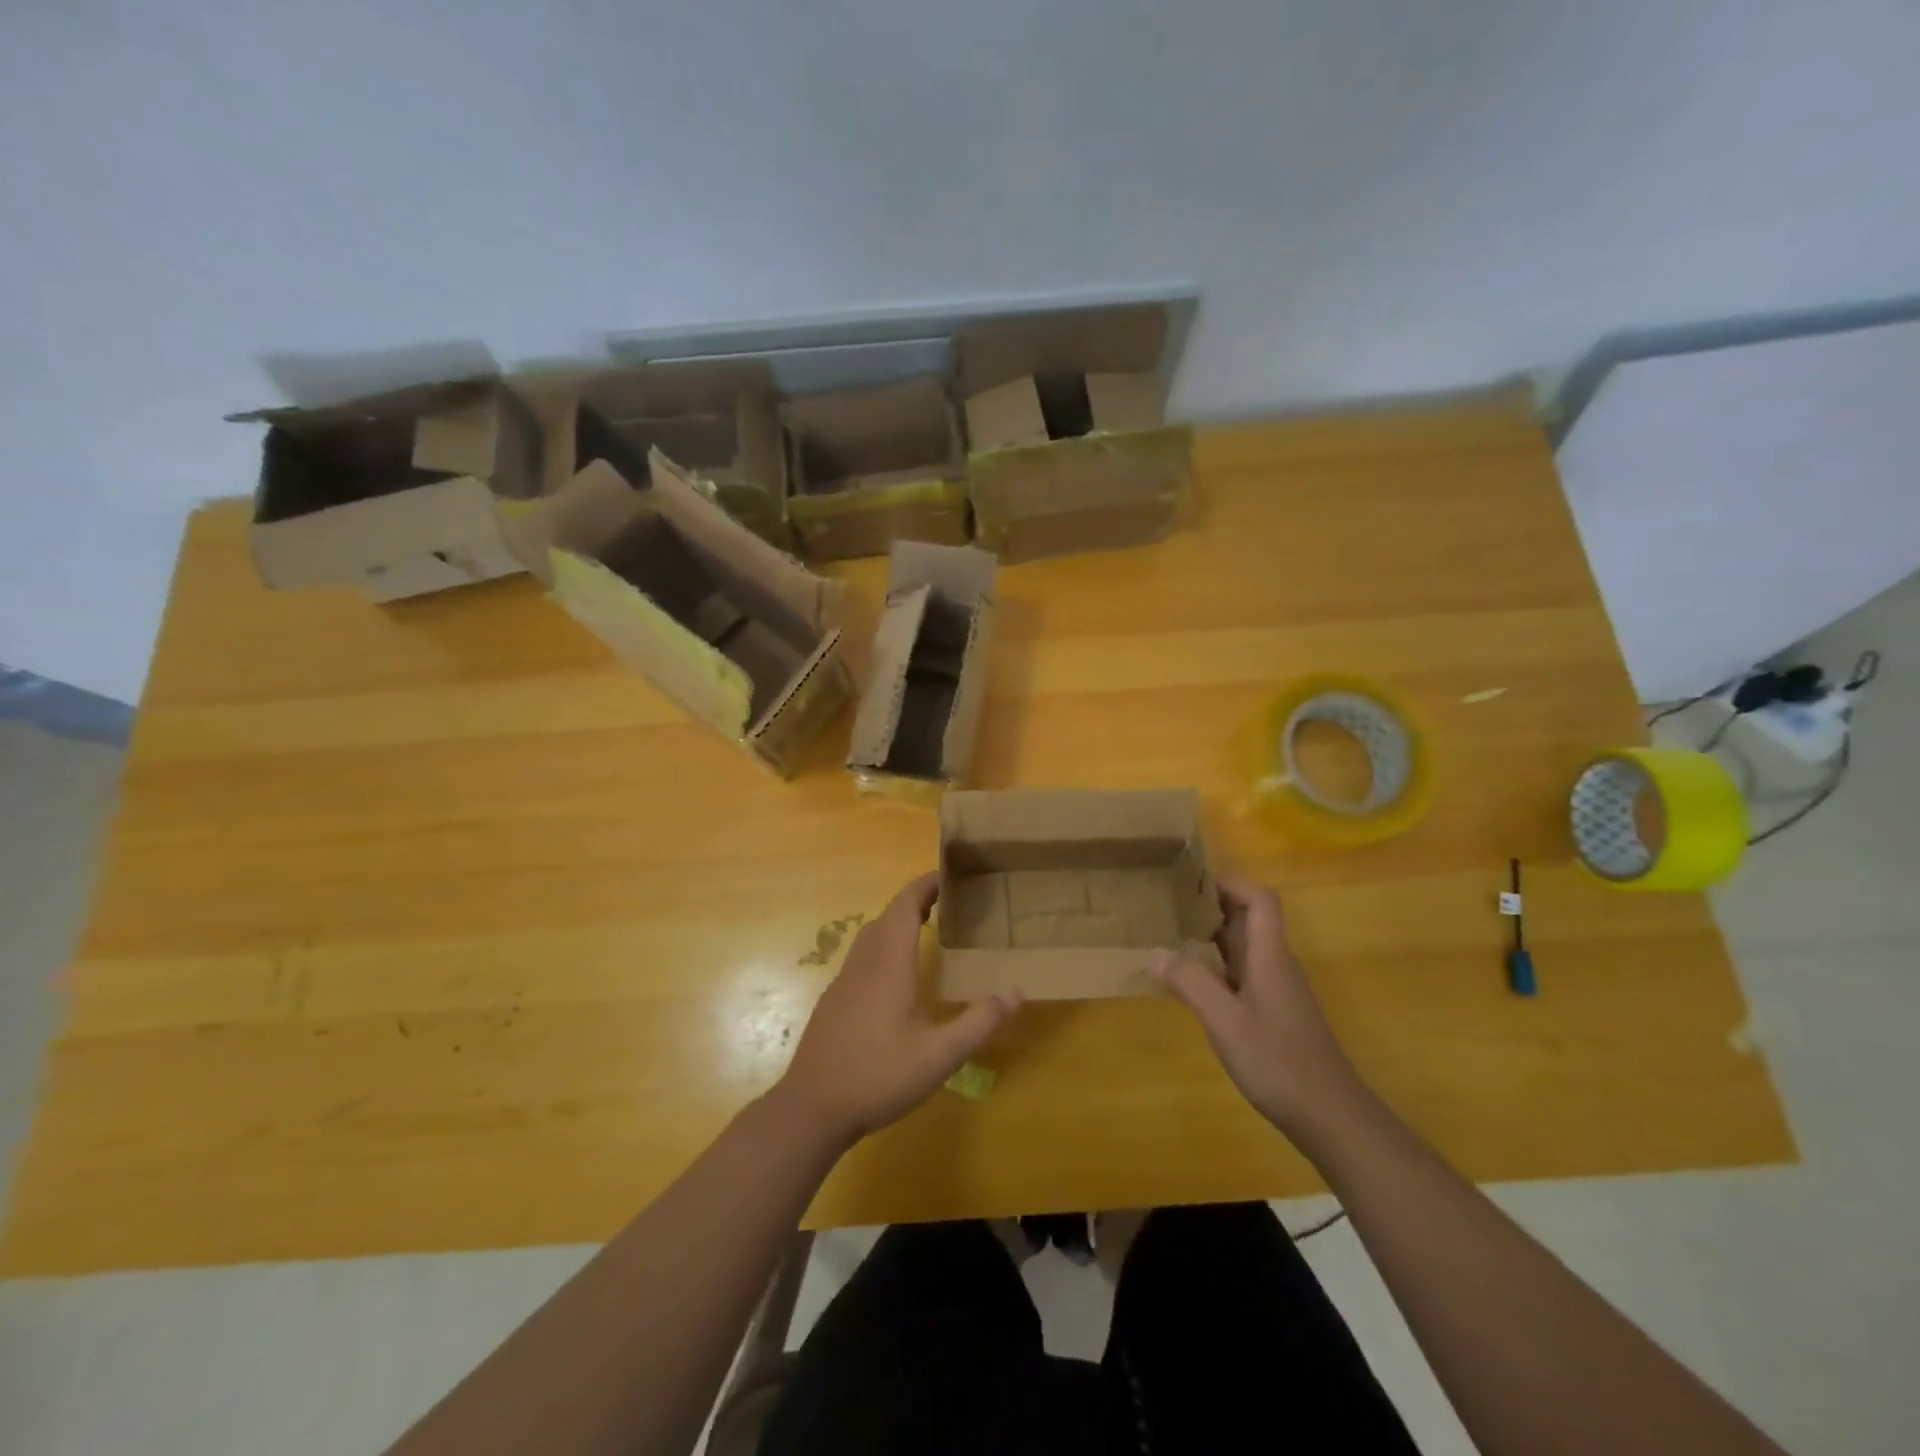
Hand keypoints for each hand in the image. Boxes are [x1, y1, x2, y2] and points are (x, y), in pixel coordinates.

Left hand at [776, 873, 1019, 1146]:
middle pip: (888, 916)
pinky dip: (884, 946)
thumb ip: (978, 1022)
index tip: (948, 874)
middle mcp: (864, 963)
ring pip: (871, 936)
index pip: (905, 905)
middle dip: (916, 901)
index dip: (925, 884)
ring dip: (897, 923)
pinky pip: (862, 956)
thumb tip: (1016, 991)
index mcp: (889, 964)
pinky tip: (897, 976)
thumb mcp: (939, 1056)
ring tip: (927, 930)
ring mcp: (844, 981)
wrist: (812, 1108)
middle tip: (949, 902)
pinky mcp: (834, 1000)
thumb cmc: (878, 1076)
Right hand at [1153, 876, 1366, 1145]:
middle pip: (1249, 918)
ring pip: (1244, 946)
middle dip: (1211, 905)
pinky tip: (1191, 981)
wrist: (1330, 1116)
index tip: (1190, 882)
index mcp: (1269, 955)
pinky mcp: (1274, 1011)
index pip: (1260, 900)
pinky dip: (1216, 965)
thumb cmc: (1278, 1061)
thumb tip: (1155, 952)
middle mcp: (1276, 964)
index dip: (1230, 883)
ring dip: (1212, 936)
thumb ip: (1190, 982)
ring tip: (1170, 935)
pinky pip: (1243, 972)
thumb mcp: (1225, 1021)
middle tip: (1169, 905)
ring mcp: (1277, 988)